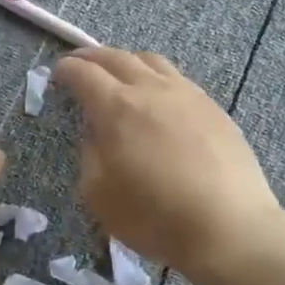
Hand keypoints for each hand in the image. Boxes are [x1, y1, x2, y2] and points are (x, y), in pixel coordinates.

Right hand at [53, 47, 278, 276]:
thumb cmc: (154, 216)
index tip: (57, 73)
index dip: (66, 70)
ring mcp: (188, 95)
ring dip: (127, 60)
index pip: (84, 74)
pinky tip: (159, 95)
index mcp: (117, 108)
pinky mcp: (214, 109)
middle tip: (79, 62)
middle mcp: (151, 90)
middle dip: (92, 56)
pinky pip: (178, 79)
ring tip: (119, 71)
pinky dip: (157, 77)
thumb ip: (90, 154)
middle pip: (117, 57)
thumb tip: (96, 132)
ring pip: (152, 61)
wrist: (228, 227)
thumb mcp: (99, 194)